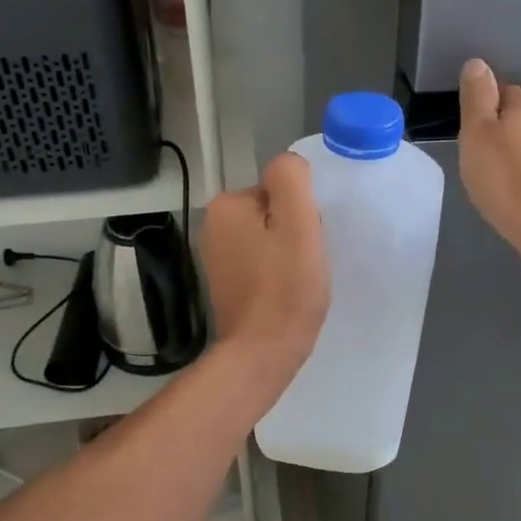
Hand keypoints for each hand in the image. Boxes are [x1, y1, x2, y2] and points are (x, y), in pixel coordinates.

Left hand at [201, 152, 329, 383]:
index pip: (279, 189)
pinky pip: (260, 263)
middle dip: (293, 232)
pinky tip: (284, 294)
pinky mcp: (225, 282)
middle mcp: (213, 225)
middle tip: (305, 263)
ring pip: (268, 238)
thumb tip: (288, 167)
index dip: (302, 213)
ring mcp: (216, 256)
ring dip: (287, 254)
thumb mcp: (298, 222)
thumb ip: (291, 179)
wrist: (262, 353)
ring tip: (297, 280)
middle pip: (273, 212)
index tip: (307, 242)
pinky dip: (276, 274)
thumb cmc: (286, 288)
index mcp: (227, 204)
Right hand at [458, 58, 520, 257]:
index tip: (468, 130)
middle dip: (500, 124)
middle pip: (518, 112)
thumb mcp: (476, 131)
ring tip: (492, 170)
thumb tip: (478, 63)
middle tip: (477, 150)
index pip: (501, 90)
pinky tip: (511, 185)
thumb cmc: (503, 174)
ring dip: (513, 147)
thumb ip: (476, 96)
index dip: (482, 107)